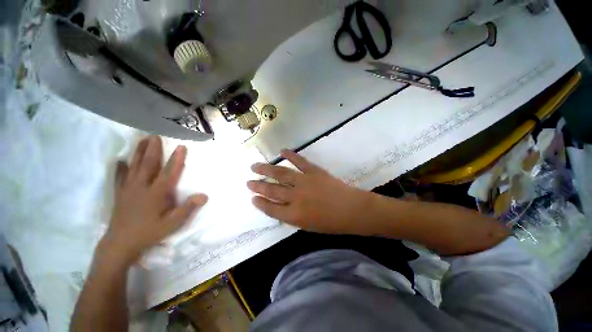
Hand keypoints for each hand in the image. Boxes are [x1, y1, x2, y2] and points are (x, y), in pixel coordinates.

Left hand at [100, 136, 207, 265]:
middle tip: (155, 135)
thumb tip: (204, 196)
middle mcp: (141, 187)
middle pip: (148, 164)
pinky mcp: (120, 194)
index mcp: (156, 193)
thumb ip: (188, 208)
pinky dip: (120, 168)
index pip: (169, 172)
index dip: (176, 159)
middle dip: (153, 149)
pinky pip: (120, 177)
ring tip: (142, 140)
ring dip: (139, 152)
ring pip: (134, 167)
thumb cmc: (149, 233)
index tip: (181, 147)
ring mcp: (128, 189)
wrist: (121, 244)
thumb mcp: (172, 223)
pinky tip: (120, 161)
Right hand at [247, 150, 372, 234]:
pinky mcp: (314, 171)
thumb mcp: (308, 226)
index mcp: (294, 215)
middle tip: (248, 182)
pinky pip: (299, 161)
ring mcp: (304, 182)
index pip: (270, 209)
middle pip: (272, 190)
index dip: (260, 203)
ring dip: (266, 169)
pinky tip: (281, 151)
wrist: (352, 210)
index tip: (252, 198)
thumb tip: (280, 206)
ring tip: (255, 166)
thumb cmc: (332, 223)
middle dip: (258, 186)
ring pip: (280, 173)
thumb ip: (292, 216)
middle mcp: (295, 197)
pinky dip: (290, 155)